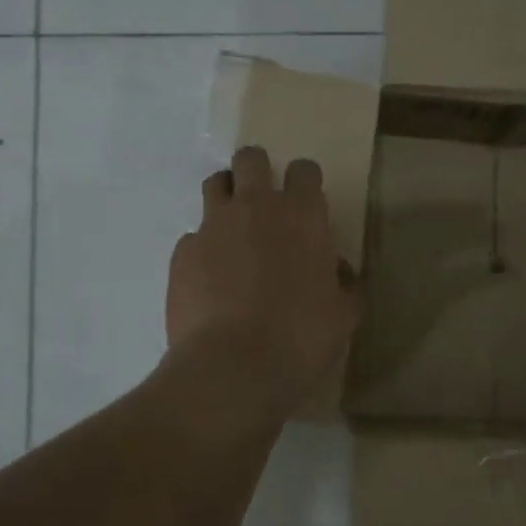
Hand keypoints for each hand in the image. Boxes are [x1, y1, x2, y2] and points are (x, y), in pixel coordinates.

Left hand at [166, 147, 360, 411]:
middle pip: (251, 159)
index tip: (305, 202)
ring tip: (232, 231)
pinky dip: (203, 249)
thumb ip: (344, 284)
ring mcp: (212, 226)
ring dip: (226, 198)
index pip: (304, 170)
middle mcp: (254, 207)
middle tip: (262, 202)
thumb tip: (338, 271)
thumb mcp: (343, 315)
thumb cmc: (301, 337)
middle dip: (257, 171)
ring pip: (215, 185)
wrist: (233, 366)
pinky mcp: (182, 253)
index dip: (305, 181)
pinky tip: (209, 279)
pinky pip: (193, 236)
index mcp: (301, 215)